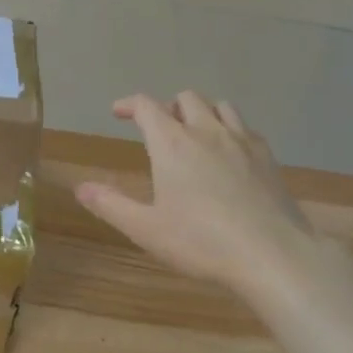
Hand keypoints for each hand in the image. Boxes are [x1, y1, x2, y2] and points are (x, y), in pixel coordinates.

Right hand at [75, 93, 317, 298]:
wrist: (272, 254)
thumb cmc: (201, 242)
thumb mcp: (145, 229)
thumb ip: (110, 204)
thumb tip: (80, 188)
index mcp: (172, 144)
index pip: (146, 106)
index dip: (128, 104)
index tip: (117, 112)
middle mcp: (207, 131)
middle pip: (185, 98)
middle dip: (166, 107)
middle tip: (157, 129)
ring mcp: (242, 141)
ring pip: (220, 106)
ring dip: (201, 112)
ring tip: (193, 134)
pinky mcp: (268, 157)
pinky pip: (245, 127)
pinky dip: (229, 129)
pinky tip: (228, 154)